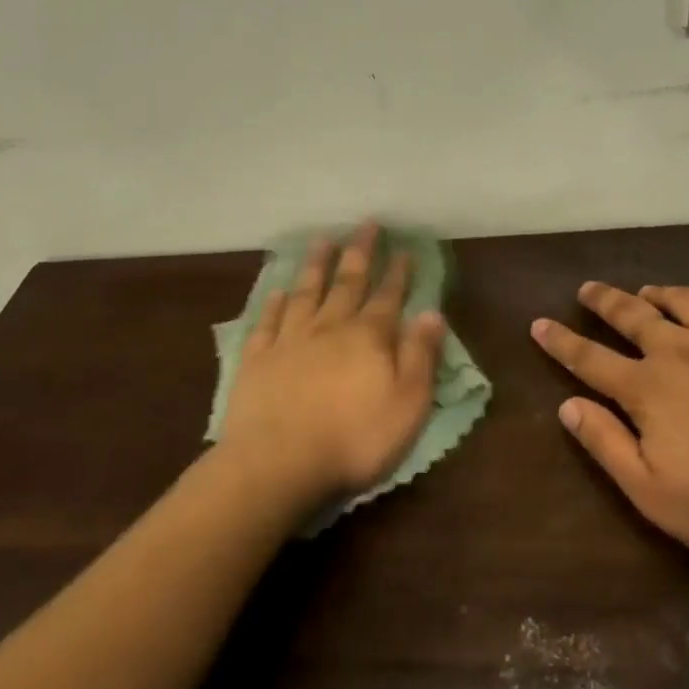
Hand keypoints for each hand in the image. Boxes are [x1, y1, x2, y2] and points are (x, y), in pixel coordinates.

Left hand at [219, 223, 445, 505]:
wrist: (278, 463)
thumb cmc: (353, 440)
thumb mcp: (407, 404)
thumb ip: (420, 356)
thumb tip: (432, 313)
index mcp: (368, 338)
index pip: (388, 297)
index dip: (398, 273)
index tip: (404, 248)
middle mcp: (329, 328)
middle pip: (347, 283)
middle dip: (360, 253)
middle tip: (366, 225)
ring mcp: (289, 341)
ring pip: (306, 293)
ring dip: (316, 266)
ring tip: (323, 240)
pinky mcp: (257, 360)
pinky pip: (268, 322)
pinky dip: (274, 303)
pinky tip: (278, 290)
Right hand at [531, 282, 688, 576]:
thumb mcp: (655, 493)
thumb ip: (607, 445)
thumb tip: (568, 406)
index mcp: (649, 389)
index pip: (590, 359)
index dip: (560, 341)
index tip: (538, 323)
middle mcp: (684, 352)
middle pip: (634, 316)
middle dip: (605, 301)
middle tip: (587, 289)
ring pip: (687, 303)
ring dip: (660, 295)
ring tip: (648, 292)